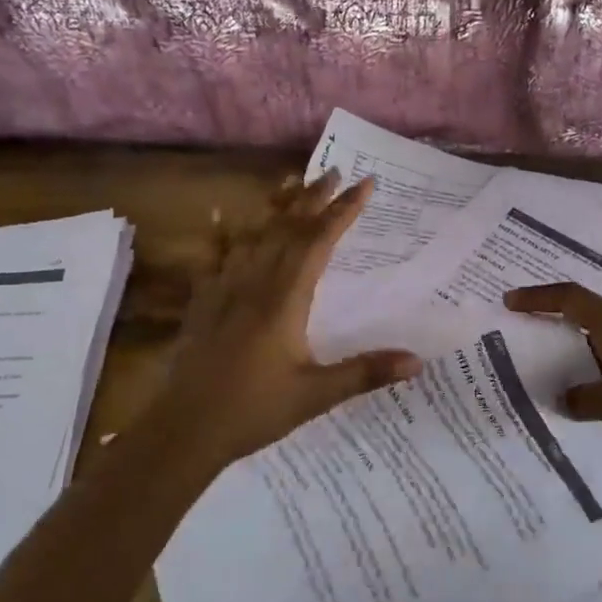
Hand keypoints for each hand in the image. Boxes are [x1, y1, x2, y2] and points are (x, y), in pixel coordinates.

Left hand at [148, 172, 420, 467]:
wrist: (184, 430)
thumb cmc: (253, 412)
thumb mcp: (315, 395)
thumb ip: (365, 373)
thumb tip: (417, 361)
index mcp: (283, 302)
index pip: (317, 244)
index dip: (342, 212)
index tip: (364, 185)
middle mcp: (253, 285)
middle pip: (285, 230)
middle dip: (312, 199)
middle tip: (333, 172)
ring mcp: (223, 291)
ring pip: (251, 237)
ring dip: (274, 207)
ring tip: (291, 182)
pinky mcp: (203, 304)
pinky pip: (214, 258)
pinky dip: (221, 235)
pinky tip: (217, 217)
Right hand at [503, 282, 601, 474]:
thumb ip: (585, 400)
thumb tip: (563, 398)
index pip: (572, 299)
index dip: (539, 298)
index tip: (509, 302)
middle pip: (586, 320)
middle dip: (554, 329)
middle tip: (523, 345)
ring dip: (577, 359)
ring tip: (550, 378)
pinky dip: (599, 379)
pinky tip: (591, 403)